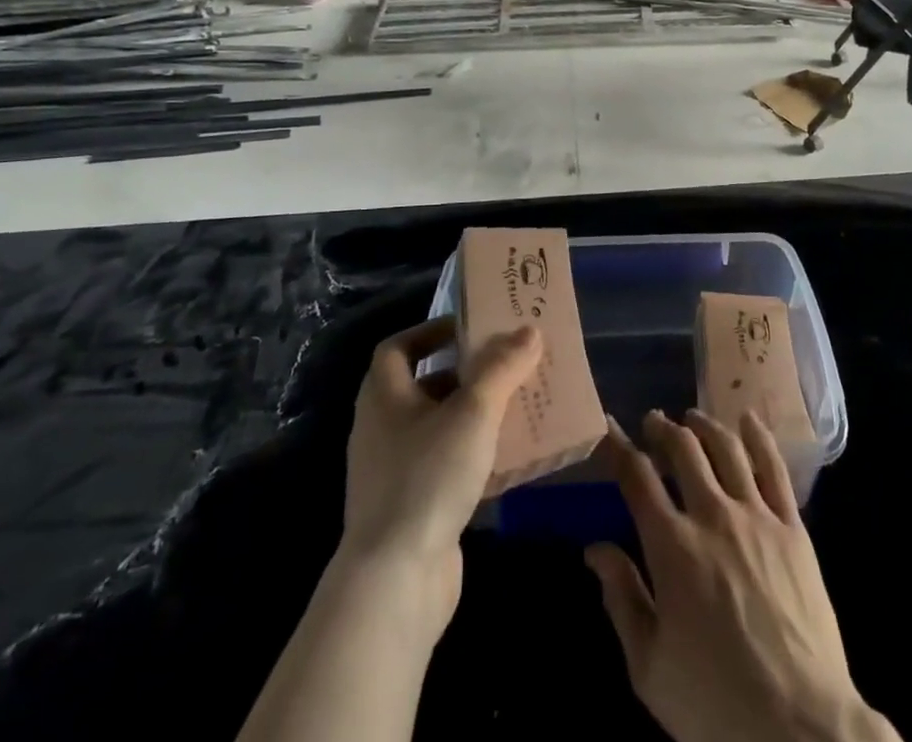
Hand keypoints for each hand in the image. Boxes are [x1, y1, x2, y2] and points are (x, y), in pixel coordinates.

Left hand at [338, 315, 541, 632]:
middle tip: (507, 365)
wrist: (395, 582)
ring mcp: (393, 473)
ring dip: (474, 416)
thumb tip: (529, 330)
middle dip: (466, 374)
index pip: (399, 347)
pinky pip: (445, 467)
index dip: (432, 331)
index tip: (471, 329)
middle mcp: (382, 429)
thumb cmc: (428, 477)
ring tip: (517, 406)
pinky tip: (508, 459)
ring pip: (439, 428)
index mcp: (383, 396)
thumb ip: (502, 368)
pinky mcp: (411, 509)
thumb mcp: (473, 412)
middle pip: (424, 386)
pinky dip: (474, 456)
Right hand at [587, 410, 899, 741]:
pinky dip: (758, 437)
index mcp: (672, 547)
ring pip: (726, 448)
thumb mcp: (650, 667)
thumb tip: (595, 549)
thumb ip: (622, 599)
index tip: (608, 427)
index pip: (637, 478)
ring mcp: (757, 516)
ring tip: (691, 418)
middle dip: (662, 429)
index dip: (618, 447)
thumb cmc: (715, 704)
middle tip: (653, 421)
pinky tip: (748, 420)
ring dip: (704, 425)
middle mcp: (713, 516)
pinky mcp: (793, 527)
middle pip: (683, 450)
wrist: (801, 728)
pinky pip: (775, 468)